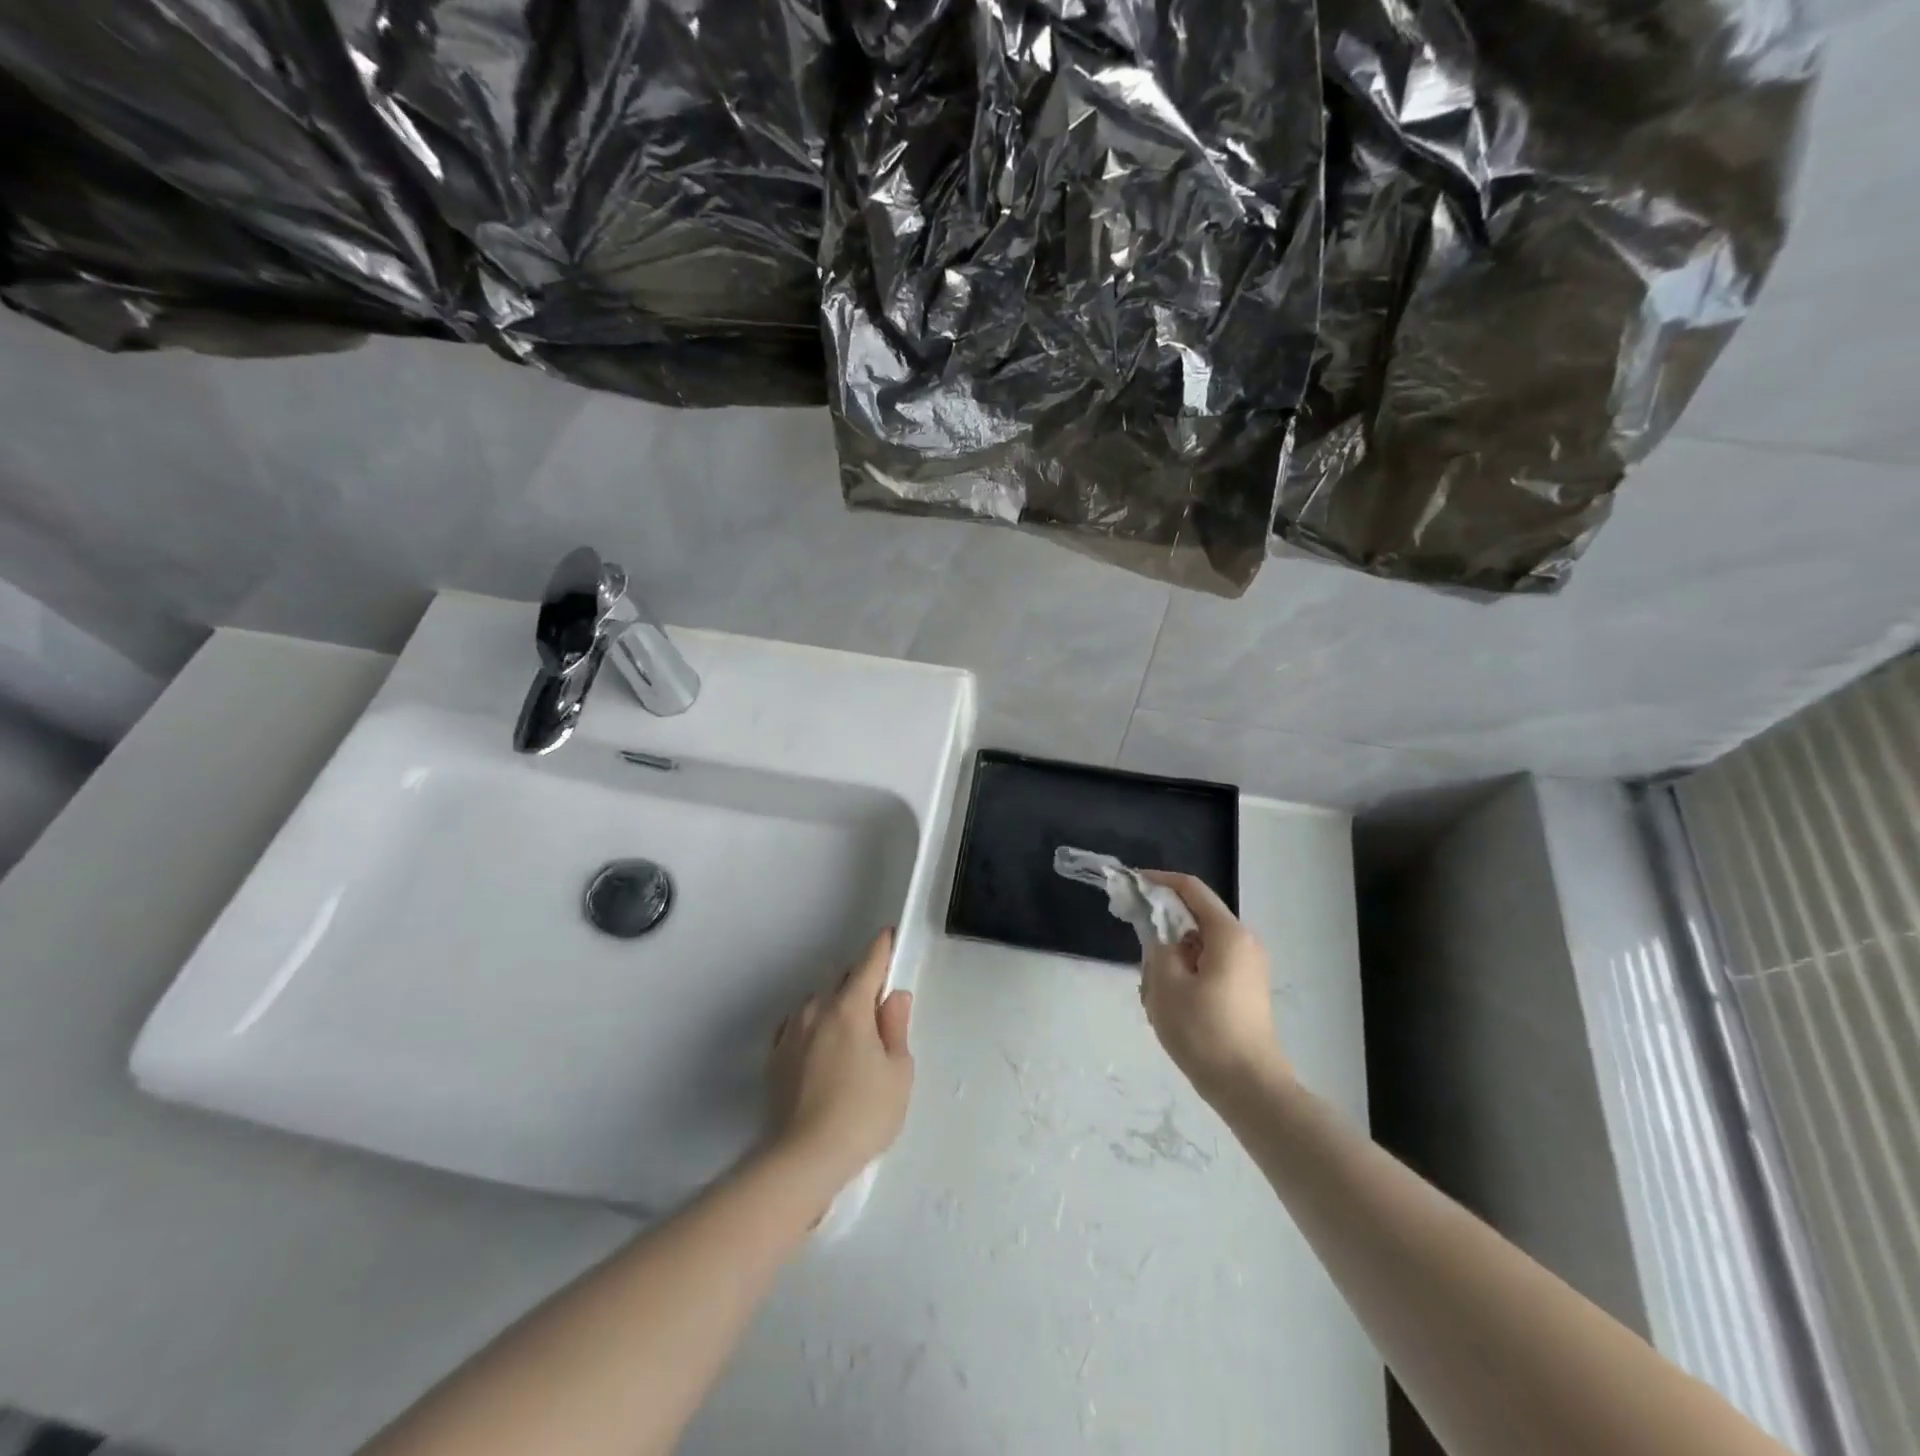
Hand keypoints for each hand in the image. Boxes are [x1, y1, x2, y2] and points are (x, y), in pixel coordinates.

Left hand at [767, 928, 915, 1191]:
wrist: (803, 1159)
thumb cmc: (863, 1114)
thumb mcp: (898, 1072)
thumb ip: (895, 1027)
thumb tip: (893, 997)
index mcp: (849, 1007)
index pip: (869, 962)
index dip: (882, 947)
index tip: (890, 936)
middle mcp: (816, 1009)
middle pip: (843, 981)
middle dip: (861, 985)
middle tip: (878, 1012)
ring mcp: (790, 1031)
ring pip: (819, 1004)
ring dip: (835, 1009)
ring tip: (850, 1043)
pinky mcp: (775, 1057)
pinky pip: (799, 1027)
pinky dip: (814, 1030)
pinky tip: (823, 1056)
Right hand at [1139, 873, 1290, 1103]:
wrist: (1250, 1088)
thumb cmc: (1204, 1031)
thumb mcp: (1166, 984)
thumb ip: (1156, 946)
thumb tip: (1157, 932)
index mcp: (1228, 934)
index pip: (1191, 889)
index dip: (1159, 881)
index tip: (1131, 884)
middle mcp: (1244, 943)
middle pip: (1195, 917)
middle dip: (1162, 927)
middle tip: (1137, 949)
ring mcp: (1248, 968)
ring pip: (1199, 945)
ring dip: (1172, 956)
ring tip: (1153, 989)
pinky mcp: (1245, 991)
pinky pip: (1209, 966)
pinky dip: (1186, 972)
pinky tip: (1171, 1004)